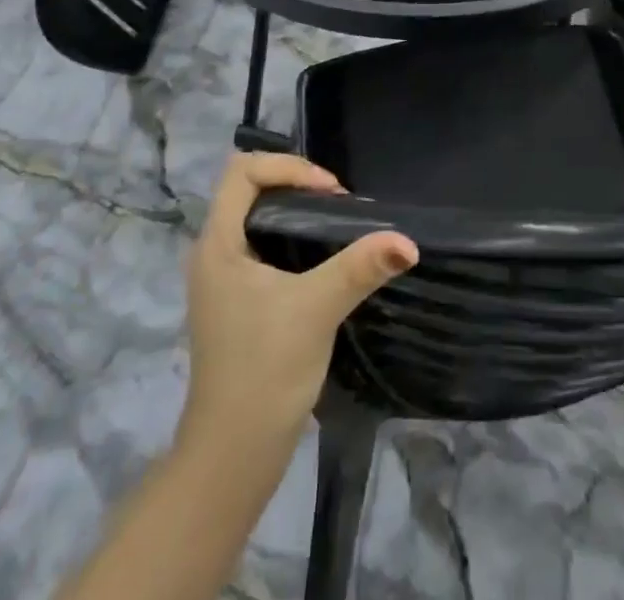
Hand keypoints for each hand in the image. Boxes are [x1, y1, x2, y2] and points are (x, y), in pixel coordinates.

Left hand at [179, 154, 417, 454]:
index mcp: (217, 245)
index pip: (243, 171)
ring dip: (297, 210)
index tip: (331, 191)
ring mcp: (224, 280)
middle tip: (340, 204)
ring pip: (258, 218)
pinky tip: (325, 258)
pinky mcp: (238, 302)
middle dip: (297, 183)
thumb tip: (409, 242)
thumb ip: (360, 268)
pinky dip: (293, 236)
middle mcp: (213, 254)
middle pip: (250, 189)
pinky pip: (263, 245)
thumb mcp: (317, 310)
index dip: (289, 167)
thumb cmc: (265, 371)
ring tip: (339, 223)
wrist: (233, 456)